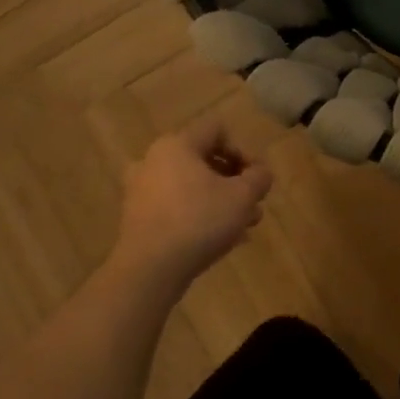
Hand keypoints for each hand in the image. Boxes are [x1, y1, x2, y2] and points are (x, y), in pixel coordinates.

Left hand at [111, 119, 272, 292]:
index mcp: (177, 145)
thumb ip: (259, 178)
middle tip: (253, 205)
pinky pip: (176, 207)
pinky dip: (199, 216)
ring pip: (191, 186)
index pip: (217, 130)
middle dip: (235, 181)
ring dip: (220, 201)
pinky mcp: (138, 217)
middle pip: (204, 159)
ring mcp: (141, 190)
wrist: (150, 269)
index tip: (255, 178)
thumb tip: (261, 172)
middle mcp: (154, 160)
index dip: (243, 149)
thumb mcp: (242, 197)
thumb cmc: (199, 221)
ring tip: (243, 227)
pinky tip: (220, 240)